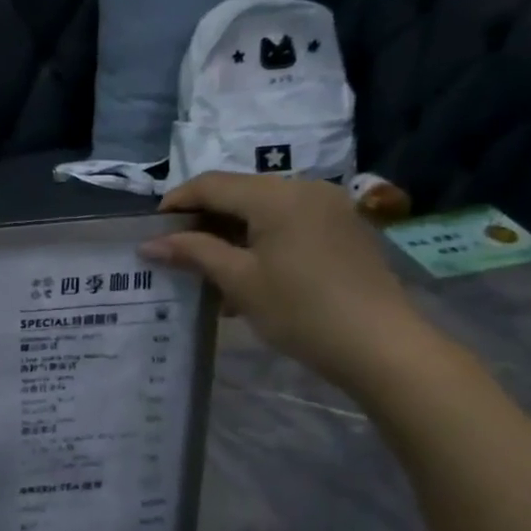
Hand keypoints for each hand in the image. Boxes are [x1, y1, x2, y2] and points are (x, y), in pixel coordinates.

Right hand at [140, 172, 436, 394]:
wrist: (381, 346)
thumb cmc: (301, 310)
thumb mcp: (239, 281)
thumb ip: (193, 253)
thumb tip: (149, 243)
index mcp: (276, 195)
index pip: (211, 184)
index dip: (176, 203)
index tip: (150, 231)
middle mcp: (304, 188)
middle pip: (238, 193)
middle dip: (203, 220)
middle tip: (176, 252)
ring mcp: (328, 208)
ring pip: (263, 210)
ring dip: (230, 233)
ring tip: (207, 269)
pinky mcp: (342, 229)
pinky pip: (288, 223)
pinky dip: (260, 241)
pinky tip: (247, 275)